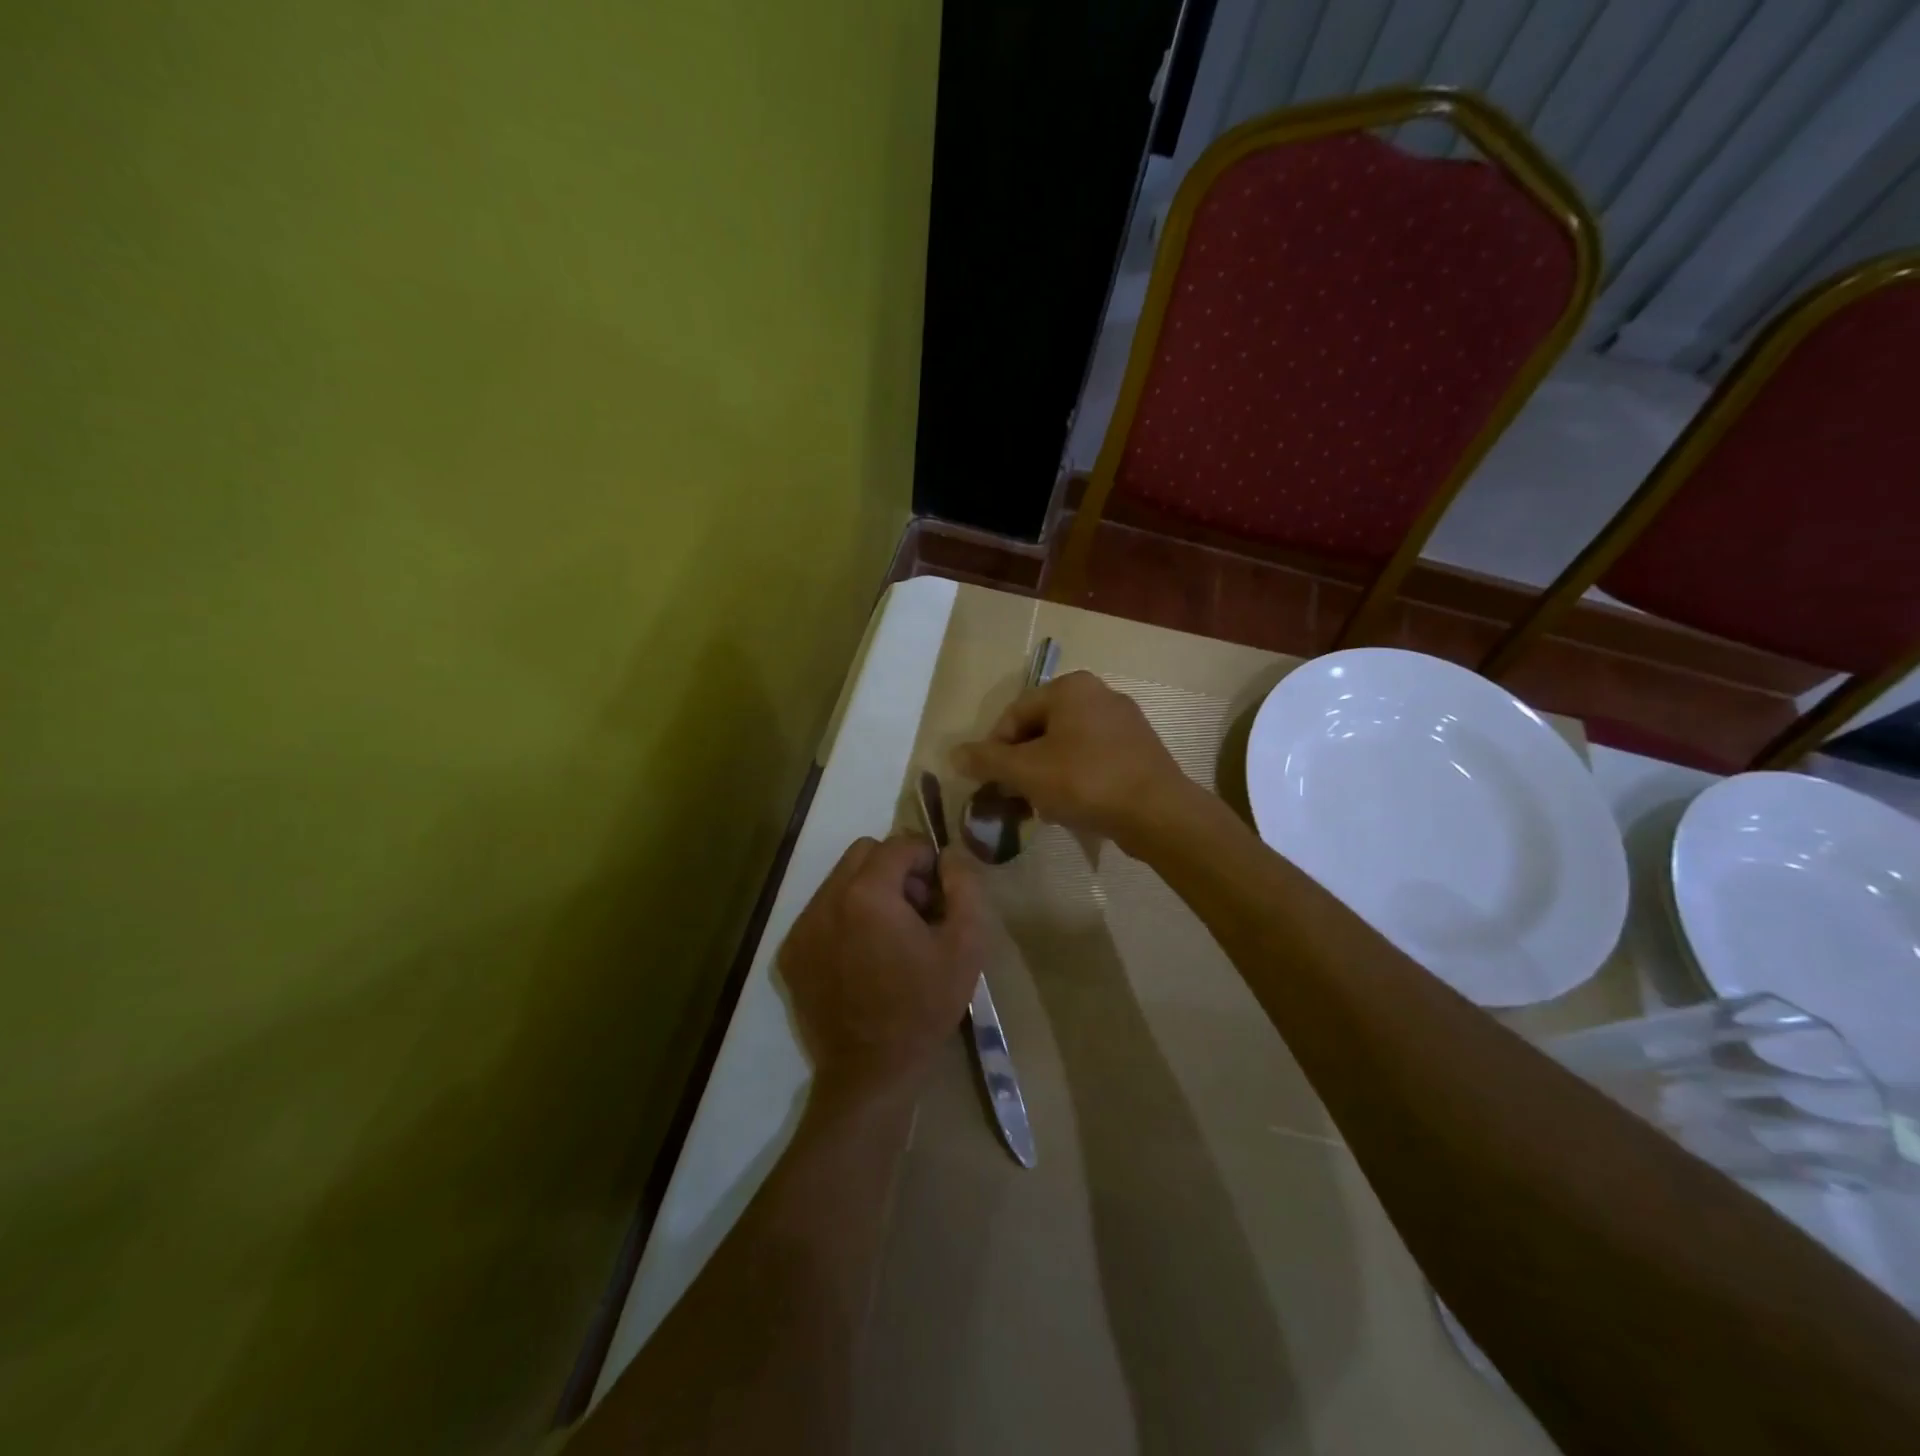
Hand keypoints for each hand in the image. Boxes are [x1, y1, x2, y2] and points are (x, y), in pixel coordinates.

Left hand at [779, 835, 985, 1100]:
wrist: (871, 1072)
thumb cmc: (924, 1008)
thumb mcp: (967, 946)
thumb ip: (965, 886)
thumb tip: (949, 854)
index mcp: (867, 894)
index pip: (899, 843)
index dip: (926, 860)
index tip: (939, 894)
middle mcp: (826, 900)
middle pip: (864, 853)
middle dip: (895, 869)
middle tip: (916, 911)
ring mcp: (802, 927)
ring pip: (840, 880)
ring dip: (869, 892)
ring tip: (889, 936)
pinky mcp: (790, 953)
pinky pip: (821, 911)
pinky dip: (845, 918)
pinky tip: (863, 957)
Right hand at [953, 670, 1188, 846]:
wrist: (1158, 812)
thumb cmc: (1085, 781)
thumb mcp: (1026, 771)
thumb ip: (987, 760)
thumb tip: (953, 754)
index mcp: (1070, 687)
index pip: (1014, 714)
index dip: (994, 749)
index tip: (989, 782)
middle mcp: (1099, 693)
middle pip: (1040, 729)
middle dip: (1021, 764)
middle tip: (1013, 796)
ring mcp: (1123, 721)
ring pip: (1066, 746)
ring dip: (1045, 774)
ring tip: (1040, 806)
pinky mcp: (1138, 749)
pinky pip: (1092, 758)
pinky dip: (1074, 778)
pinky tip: (1071, 806)